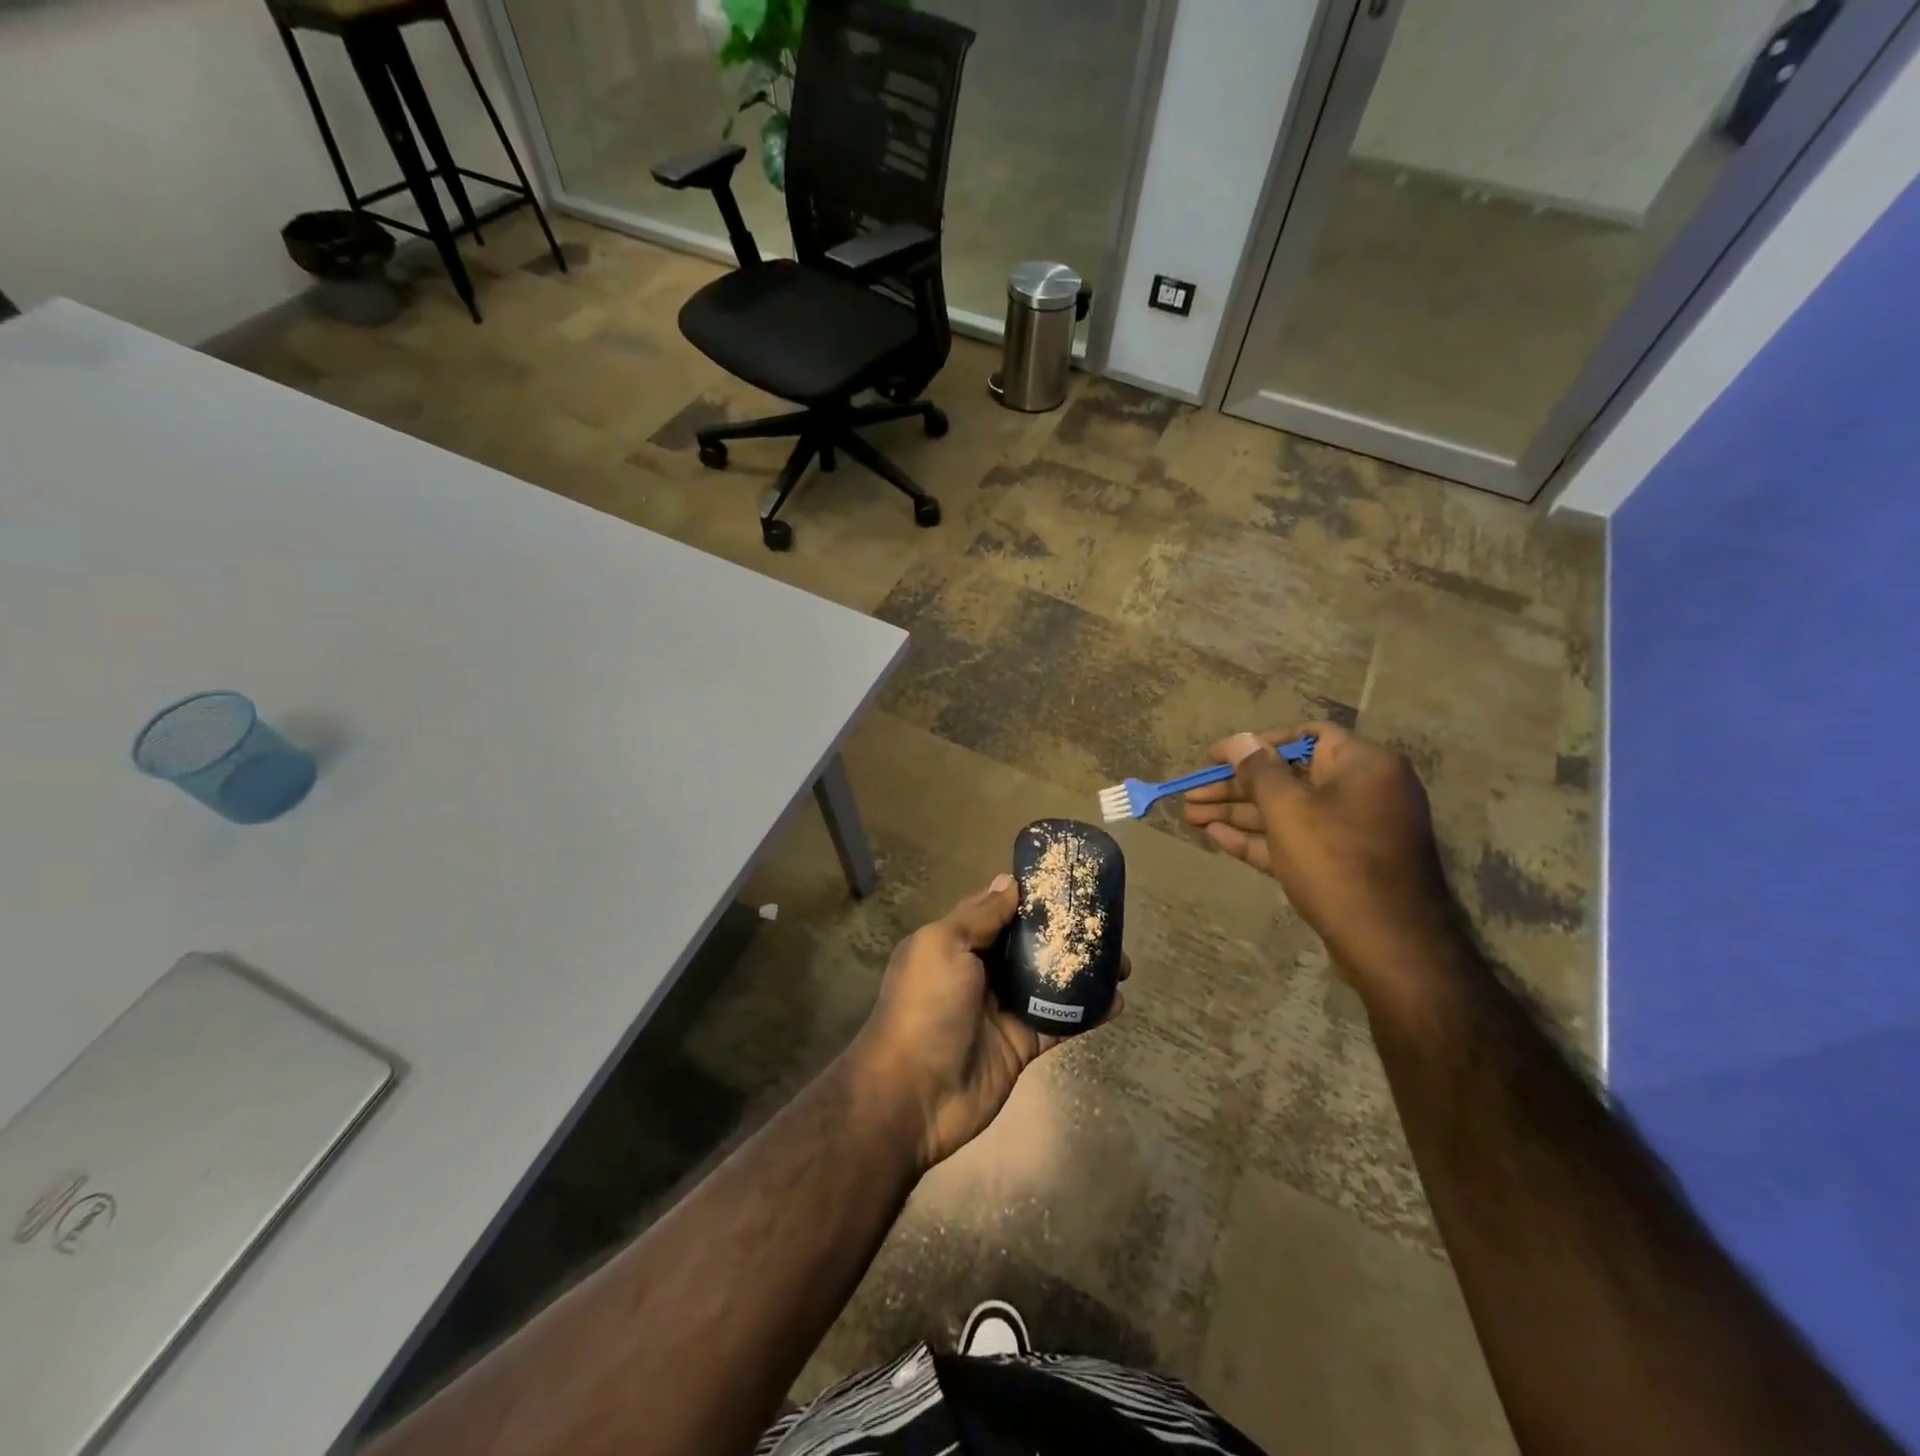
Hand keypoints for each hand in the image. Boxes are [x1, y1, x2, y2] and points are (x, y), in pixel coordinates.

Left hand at [851, 876, 1126, 1171]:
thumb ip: (978, 915)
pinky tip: (1118, 1001)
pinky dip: (1087, 1012)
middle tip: (1107, 923)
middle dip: (1065, 933)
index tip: (1068, 881)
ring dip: (1083, 971)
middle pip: (1029, 944)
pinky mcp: (1022, 1044)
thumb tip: (1009, 881)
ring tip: (1123, 962)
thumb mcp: (943, 946)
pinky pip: (1059, 1021)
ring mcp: (1003, 1009)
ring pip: (1049, 981)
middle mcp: (980, 971)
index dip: (1030, 896)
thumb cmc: (925, 1007)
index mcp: (956, 942)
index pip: (999, 910)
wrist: (913, 1095)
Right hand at [1182, 723, 1465, 1008]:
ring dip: (1239, 813)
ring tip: (1191, 816)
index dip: (1255, 744)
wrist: (1390, 944)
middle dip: (1235, 786)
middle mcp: (1362, 791)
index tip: (1215, 758)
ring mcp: (1353, 831)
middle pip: (1288, 778)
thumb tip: (1240, 740)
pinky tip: (1216, 836)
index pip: (1304, 737)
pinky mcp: (1342, 865)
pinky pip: (1296, 840)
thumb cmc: (1336, 860)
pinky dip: (1259, 838)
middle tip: (1191, 794)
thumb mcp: (1288, 808)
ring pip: (1287, 812)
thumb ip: (1259, 770)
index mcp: (1362, 765)